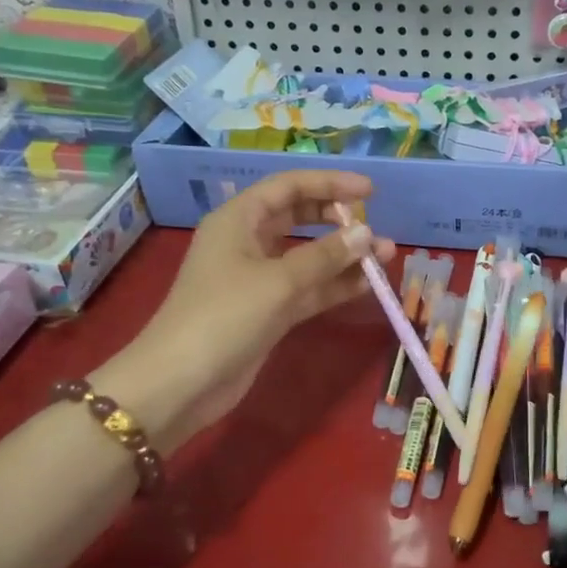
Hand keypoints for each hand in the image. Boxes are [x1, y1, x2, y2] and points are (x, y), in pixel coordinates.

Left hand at [104, 170, 395, 451]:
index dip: (329, 183)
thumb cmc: (223, 317)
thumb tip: (367, 234)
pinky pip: (308, 289)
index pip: (289, 187)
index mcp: (238, 220)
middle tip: (376, 227)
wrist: (180, 384)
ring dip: (344, 257)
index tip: (370, 191)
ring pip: (308, 257)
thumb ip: (326, 256)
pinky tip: (368, 286)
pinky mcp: (267, 312)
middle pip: (298, 218)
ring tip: (386, 258)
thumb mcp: (278, 281)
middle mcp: (247, 242)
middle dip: (339, 220)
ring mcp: (258, 279)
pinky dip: (334, 286)